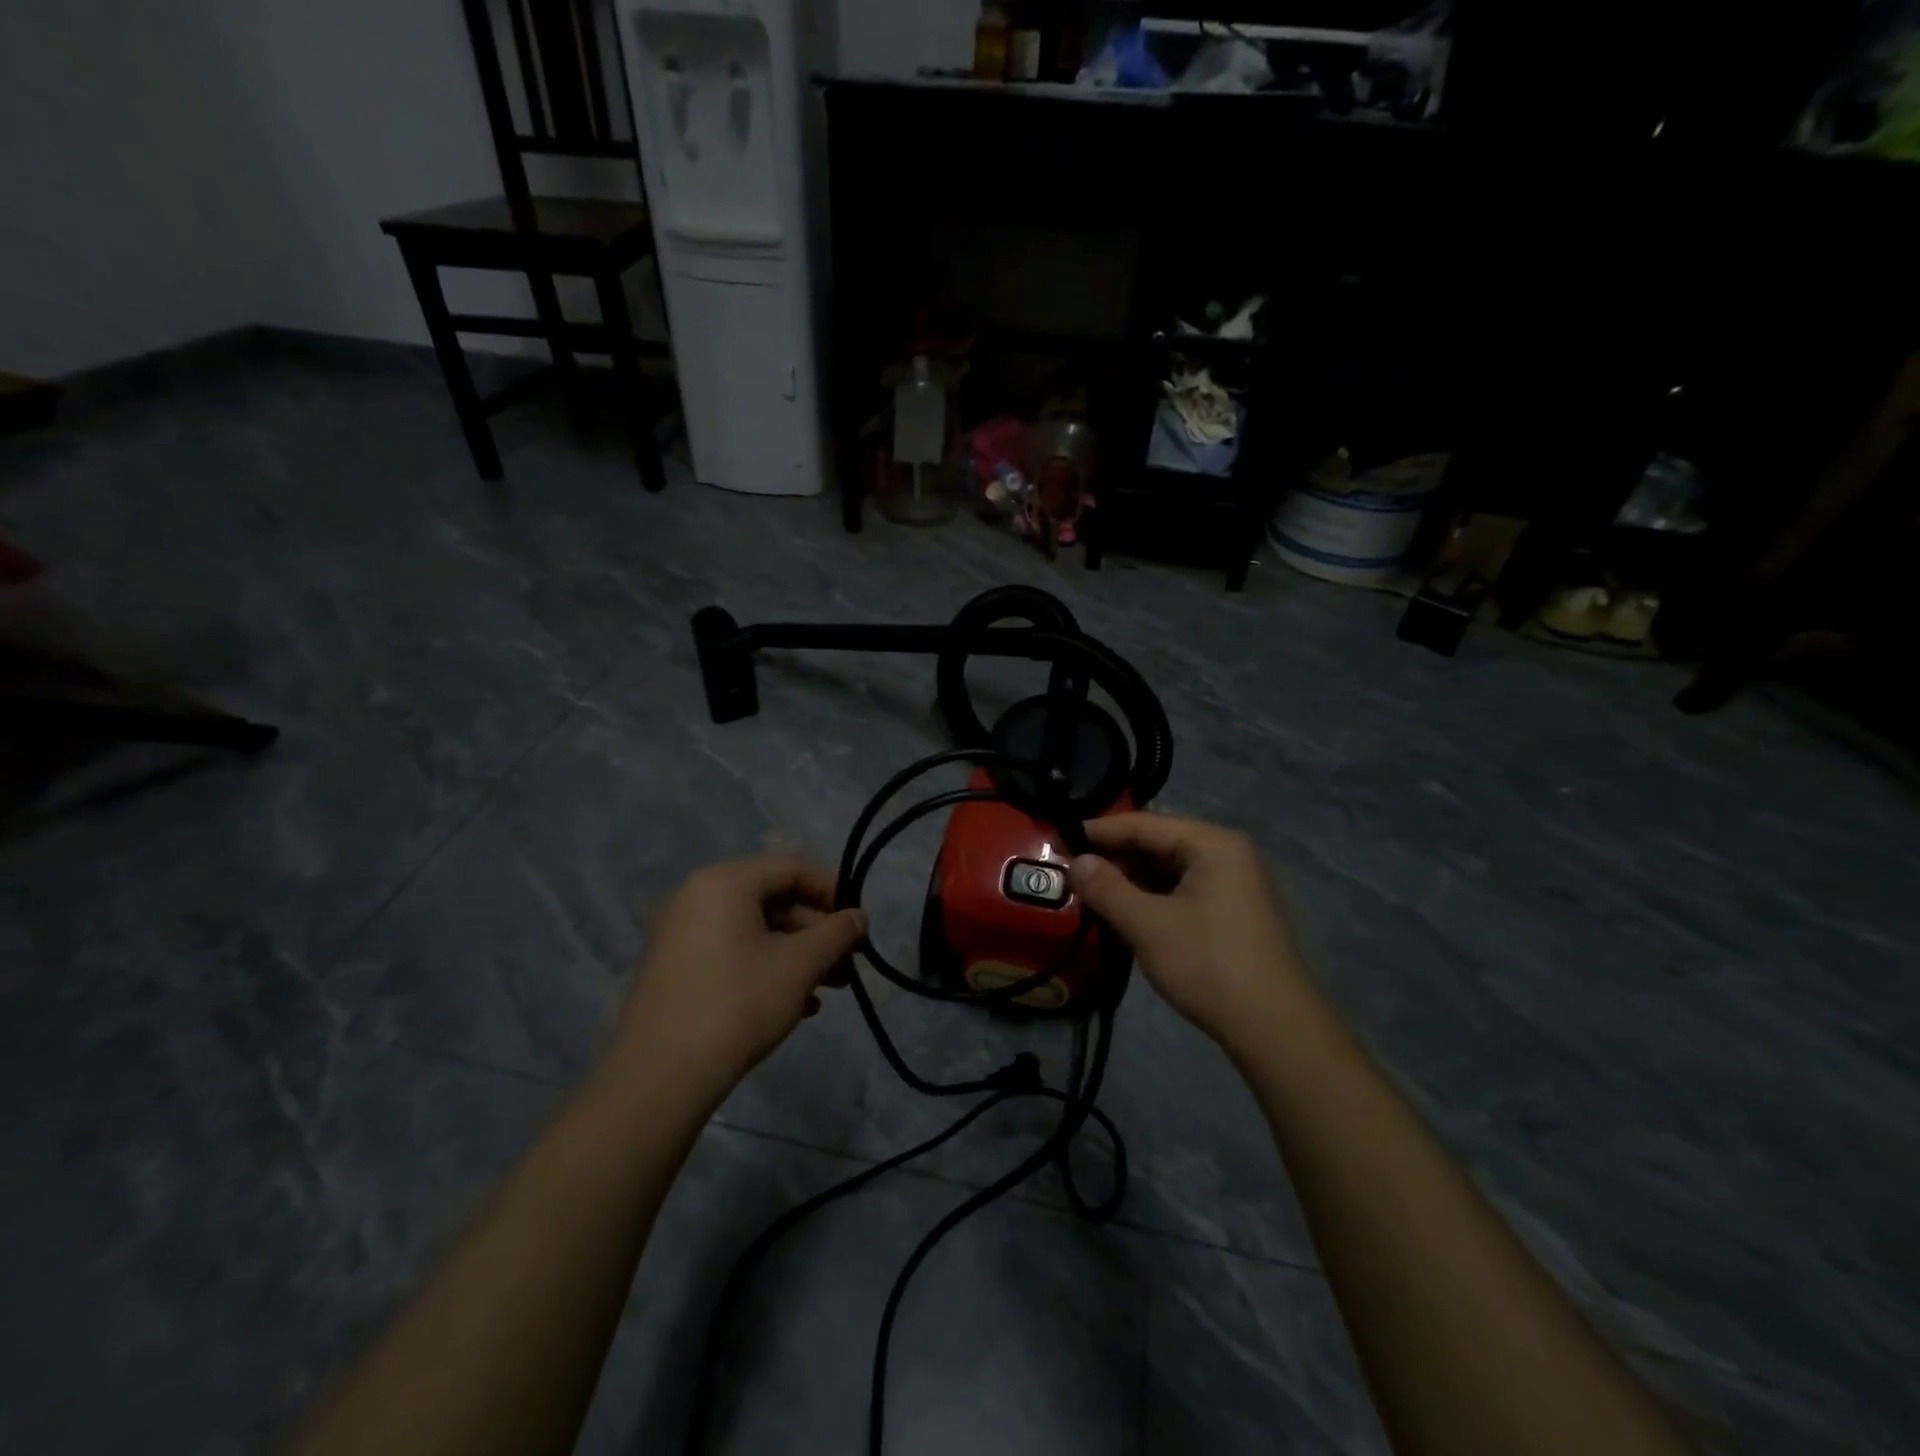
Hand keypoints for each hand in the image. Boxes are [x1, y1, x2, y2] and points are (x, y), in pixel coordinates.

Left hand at [612, 854, 866, 1101]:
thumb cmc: (738, 1004)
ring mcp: (682, 933)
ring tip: (828, 990)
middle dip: (816, 932)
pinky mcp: (676, 967)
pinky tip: (796, 1005)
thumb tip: (859, 917)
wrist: (660, 1077)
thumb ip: (836, 934)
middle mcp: (698, 896)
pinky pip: (732, 951)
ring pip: (755, 930)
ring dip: (797, 954)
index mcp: (725, 881)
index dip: (833, 891)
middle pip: (774, 899)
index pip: (792, 868)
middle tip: (847, 964)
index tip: (857, 925)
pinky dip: (767, 968)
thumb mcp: (800, 966)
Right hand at [1067, 814, 1308, 1052]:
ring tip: (1086, 893)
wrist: (1275, 1032)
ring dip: (1128, 881)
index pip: (1143, 824)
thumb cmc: (1210, 965)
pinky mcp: (1229, 914)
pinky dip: (1148, 900)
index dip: (1097, 832)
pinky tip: (1120, 914)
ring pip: (1166, 871)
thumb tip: (1074, 862)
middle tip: (1067, 871)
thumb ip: (1107, 888)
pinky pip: (1179, 893)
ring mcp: (1231, 885)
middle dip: (1111, 858)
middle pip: (1156, 844)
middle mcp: (1225, 855)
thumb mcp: (1149, 925)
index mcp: (1212, 844)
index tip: (1056, 840)